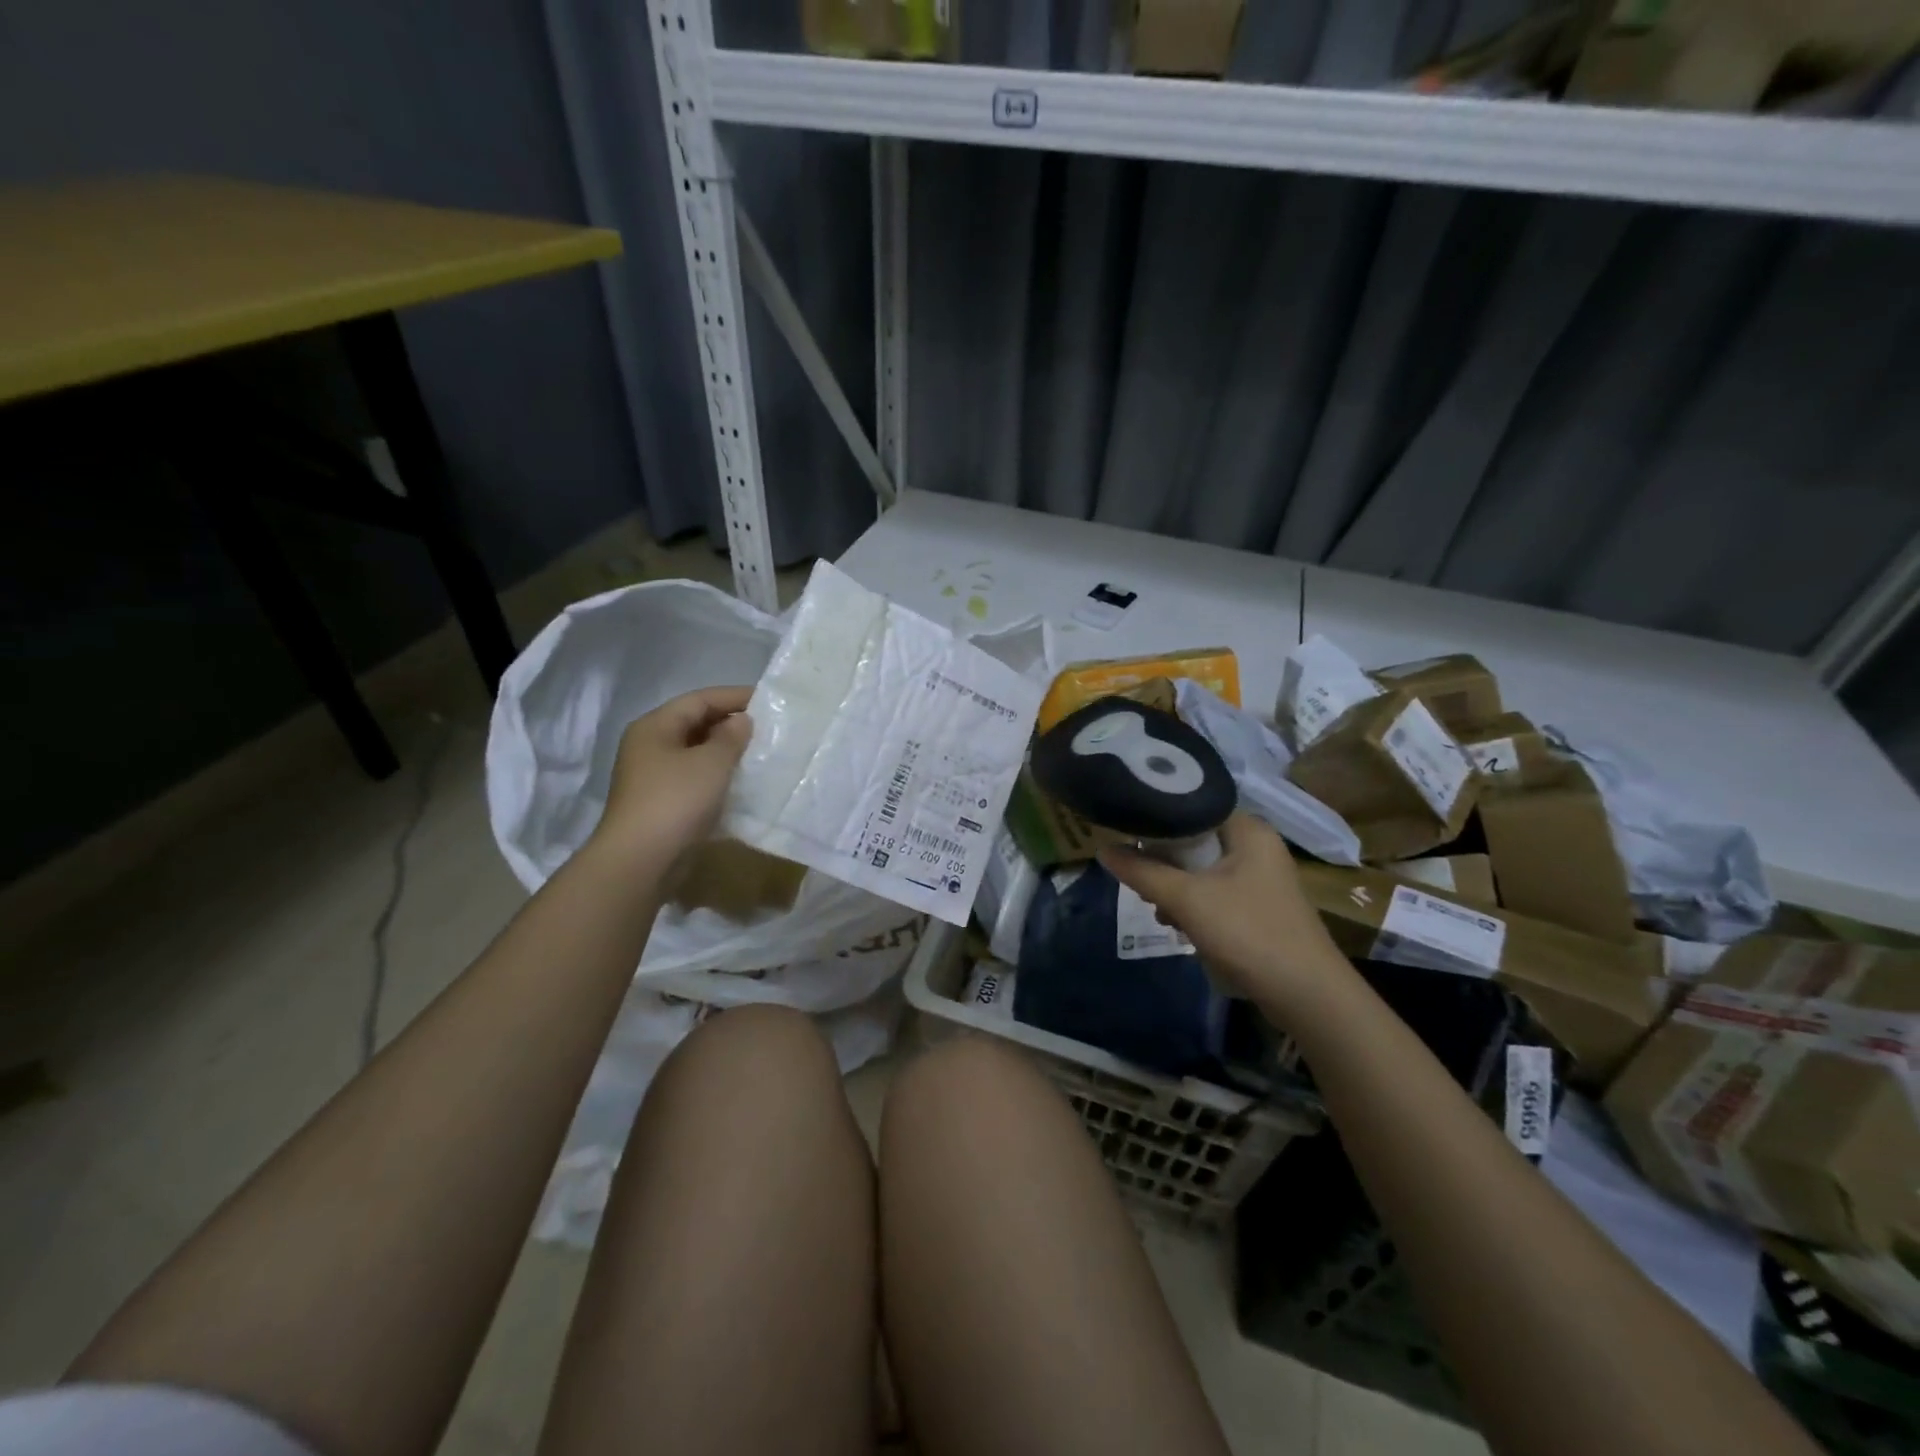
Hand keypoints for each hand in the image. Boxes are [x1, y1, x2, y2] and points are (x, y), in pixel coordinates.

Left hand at [592, 686, 753, 868]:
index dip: (734, 697)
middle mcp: (650, 746)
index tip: (768, 701)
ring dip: (727, 752)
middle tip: (768, 728)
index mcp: (655, 727)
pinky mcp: (663, 803)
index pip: (699, 699)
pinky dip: (718, 777)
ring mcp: (654, 776)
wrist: (642, 860)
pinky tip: (743, 783)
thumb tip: (741, 721)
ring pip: (696, 753)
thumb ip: (731, 737)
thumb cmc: (676, 800)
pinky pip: (696, 779)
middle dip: (731, 724)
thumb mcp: (711, 762)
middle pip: (695, 724)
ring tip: (760, 754)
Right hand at [1098, 814, 1353, 1019]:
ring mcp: (1261, 879)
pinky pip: (1215, 893)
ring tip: (1161, 912)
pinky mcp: (1259, 907)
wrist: (1306, 995)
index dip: (1157, 821)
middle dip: (1164, 864)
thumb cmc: (1247, 932)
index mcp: (1248, 830)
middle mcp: (1257, 846)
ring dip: (1176, 890)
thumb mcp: (1186, 899)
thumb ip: (1142, 872)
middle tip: (1145, 886)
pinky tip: (1181, 927)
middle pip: (1194, 841)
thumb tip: (1102, 848)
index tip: (1128, 838)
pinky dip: (1195, 906)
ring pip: (1201, 870)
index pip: (1192, 807)